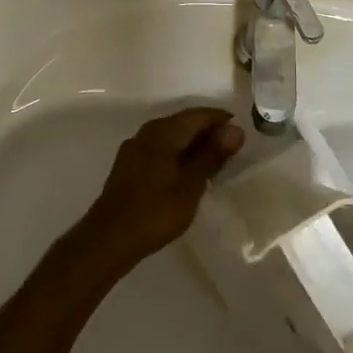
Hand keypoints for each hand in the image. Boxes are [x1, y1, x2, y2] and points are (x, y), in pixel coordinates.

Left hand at [79, 108, 244, 270]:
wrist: (110, 238)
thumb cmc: (156, 209)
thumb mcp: (191, 183)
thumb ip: (212, 155)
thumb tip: (235, 129)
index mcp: (162, 131)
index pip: (198, 114)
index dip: (221, 120)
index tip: (242, 132)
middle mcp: (146, 133)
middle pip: (183, 123)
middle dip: (208, 133)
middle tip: (233, 149)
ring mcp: (134, 150)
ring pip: (170, 138)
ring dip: (192, 146)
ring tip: (215, 162)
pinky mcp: (129, 168)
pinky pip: (160, 152)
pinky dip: (178, 157)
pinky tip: (188, 174)